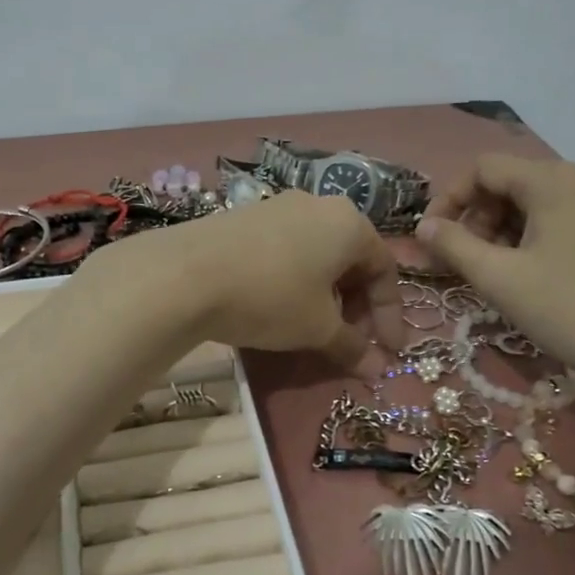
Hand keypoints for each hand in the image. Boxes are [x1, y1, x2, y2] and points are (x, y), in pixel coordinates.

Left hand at [86, 191, 401, 367]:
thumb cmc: (270, 297)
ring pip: (317, 255)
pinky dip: (295, 281)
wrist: (185, 274)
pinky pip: (286, 251)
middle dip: (357, 306)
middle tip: (350, 342)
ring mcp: (277, 207)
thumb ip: (352, 346)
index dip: (389, 315)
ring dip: (326, 295)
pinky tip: (278, 308)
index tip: (386, 352)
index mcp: (349, 223)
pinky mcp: (244, 218)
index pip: (384, 269)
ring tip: (315, 329)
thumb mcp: (317, 328)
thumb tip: (377, 369)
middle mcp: (318, 205)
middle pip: (351, 259)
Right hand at [415, 155, 574, 416]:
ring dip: (502, 231)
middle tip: (461, 262)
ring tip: (492, 274)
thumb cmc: (574, 310)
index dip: (449, 198)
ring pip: (537, 203)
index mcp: (554, 180)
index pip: (484, 168)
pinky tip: (528, 277)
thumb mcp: (501, 279)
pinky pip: (563, 221)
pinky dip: (533, 239)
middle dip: (476, 217)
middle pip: (512, 182)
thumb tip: (424, 227)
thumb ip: (454, 246)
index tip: (430, 239)